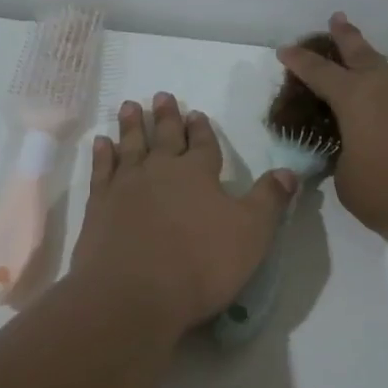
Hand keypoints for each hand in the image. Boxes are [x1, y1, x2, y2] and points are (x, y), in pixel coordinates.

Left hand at [71, 93, 297, 330]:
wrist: (133, 292)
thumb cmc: (201, 263)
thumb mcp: (252, 233)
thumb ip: (269, 200)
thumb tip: (288, 171)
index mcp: (198, 173)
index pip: (203, 144)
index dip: (201, 129)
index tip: (196, 112)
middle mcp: (161, 171)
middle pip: (164, 136)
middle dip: (166, 116)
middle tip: (161, 95)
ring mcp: (125, 186)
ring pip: (130, 146)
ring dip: (132, 126)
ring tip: (130, 106)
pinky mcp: (99, 206)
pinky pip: (102, 170)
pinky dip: (102, 155)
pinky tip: (102, 143)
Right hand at [278, 13, 387, 244]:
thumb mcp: (350, 183)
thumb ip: (346, 162)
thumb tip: (357, 155)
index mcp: (356, 99)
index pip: (319, 73)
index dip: (299, 61)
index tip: (285, 49)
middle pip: (362, 52)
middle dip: (345, 36)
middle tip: (337, 18)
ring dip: (380, 74)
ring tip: (372, 80)